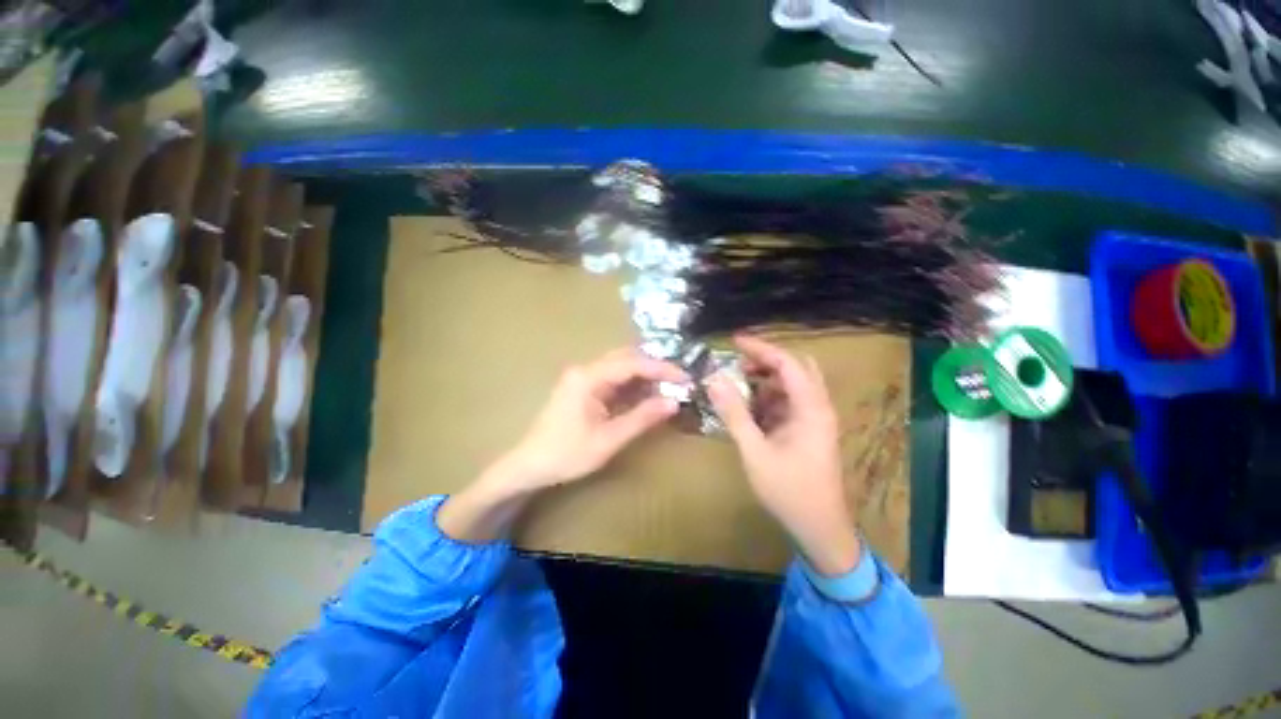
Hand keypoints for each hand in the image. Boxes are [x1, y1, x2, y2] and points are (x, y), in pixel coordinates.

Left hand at [500, 347, 685, 488]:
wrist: (530, 465)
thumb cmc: (567, 454)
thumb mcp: (609, 439)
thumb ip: (642, 418)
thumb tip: (674, 402)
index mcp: (588, 377)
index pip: (632, 363)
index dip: (661, 369)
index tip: (685, 378)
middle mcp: (585, 369)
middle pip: (626, 358)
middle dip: (654, 368)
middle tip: (679, 381)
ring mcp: (583, 377)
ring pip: (620, 366)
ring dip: (644, 375)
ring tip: (668, 388)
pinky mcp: (583, 387)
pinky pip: (613, 379)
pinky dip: (632, 385)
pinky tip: (646, 394)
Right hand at [707, 335, 860, 575]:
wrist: (820, 529)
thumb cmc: (789, 491)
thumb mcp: (755, 451)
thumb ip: (734, 413)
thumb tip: (714, 380)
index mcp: (811, 409)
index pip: (787, 363)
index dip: (760, 348)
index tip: (733, 341)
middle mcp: (818, 407)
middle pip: (795, 368)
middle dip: (766, 361)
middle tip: (738, 364)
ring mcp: (816, 419)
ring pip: (792, 385)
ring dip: (767, 380)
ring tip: (738, 386)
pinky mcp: (810, 430)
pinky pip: (789, 403)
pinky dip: (769, 398)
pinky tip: (750, 410)